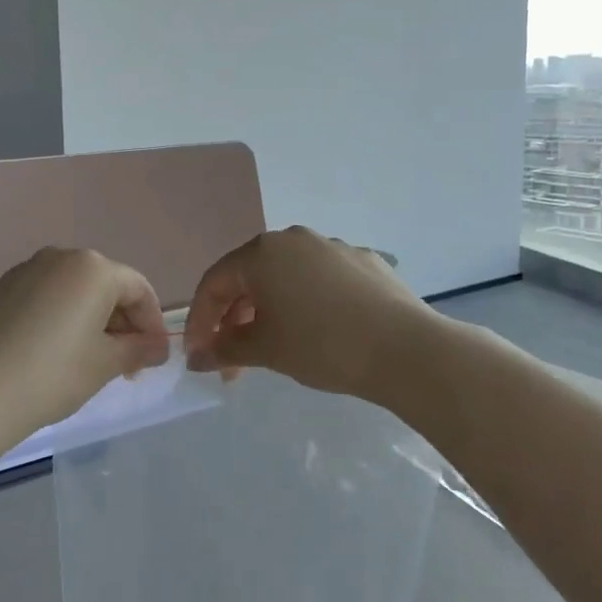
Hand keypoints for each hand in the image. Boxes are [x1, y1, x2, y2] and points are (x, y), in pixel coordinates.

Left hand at [0, 247, 170, 438]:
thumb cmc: (53, 374)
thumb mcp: (106, 364)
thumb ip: (139, 349)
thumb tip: (157, 346)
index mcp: (93, 268)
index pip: (138, 289)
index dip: (152, 323)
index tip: (154, 357)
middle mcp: (59, 257)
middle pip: (104, 286)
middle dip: (121, 322)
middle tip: (124, 364)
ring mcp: (24, 271)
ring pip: (72, 291)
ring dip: (89, 320)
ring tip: (88, 360)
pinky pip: (42, 298)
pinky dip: (57, 319)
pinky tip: (50, 353)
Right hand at [184, 227, 432, 399]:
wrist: (405, 349)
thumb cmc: (321, 345)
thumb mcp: (265, 350)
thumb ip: (223, 350)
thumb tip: (196, 357)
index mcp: (262, 253)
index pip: (214, 283)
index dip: (200, 321)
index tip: (199, 356)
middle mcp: (294, 239)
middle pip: (250, 277)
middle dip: (234, 320)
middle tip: (234, 362)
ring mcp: (333, 246)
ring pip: (286, 277)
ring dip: (270, 311)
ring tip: (273, 348)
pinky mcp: (364, 261)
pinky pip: (320, 280)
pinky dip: (306, 303)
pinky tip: (318, 332)